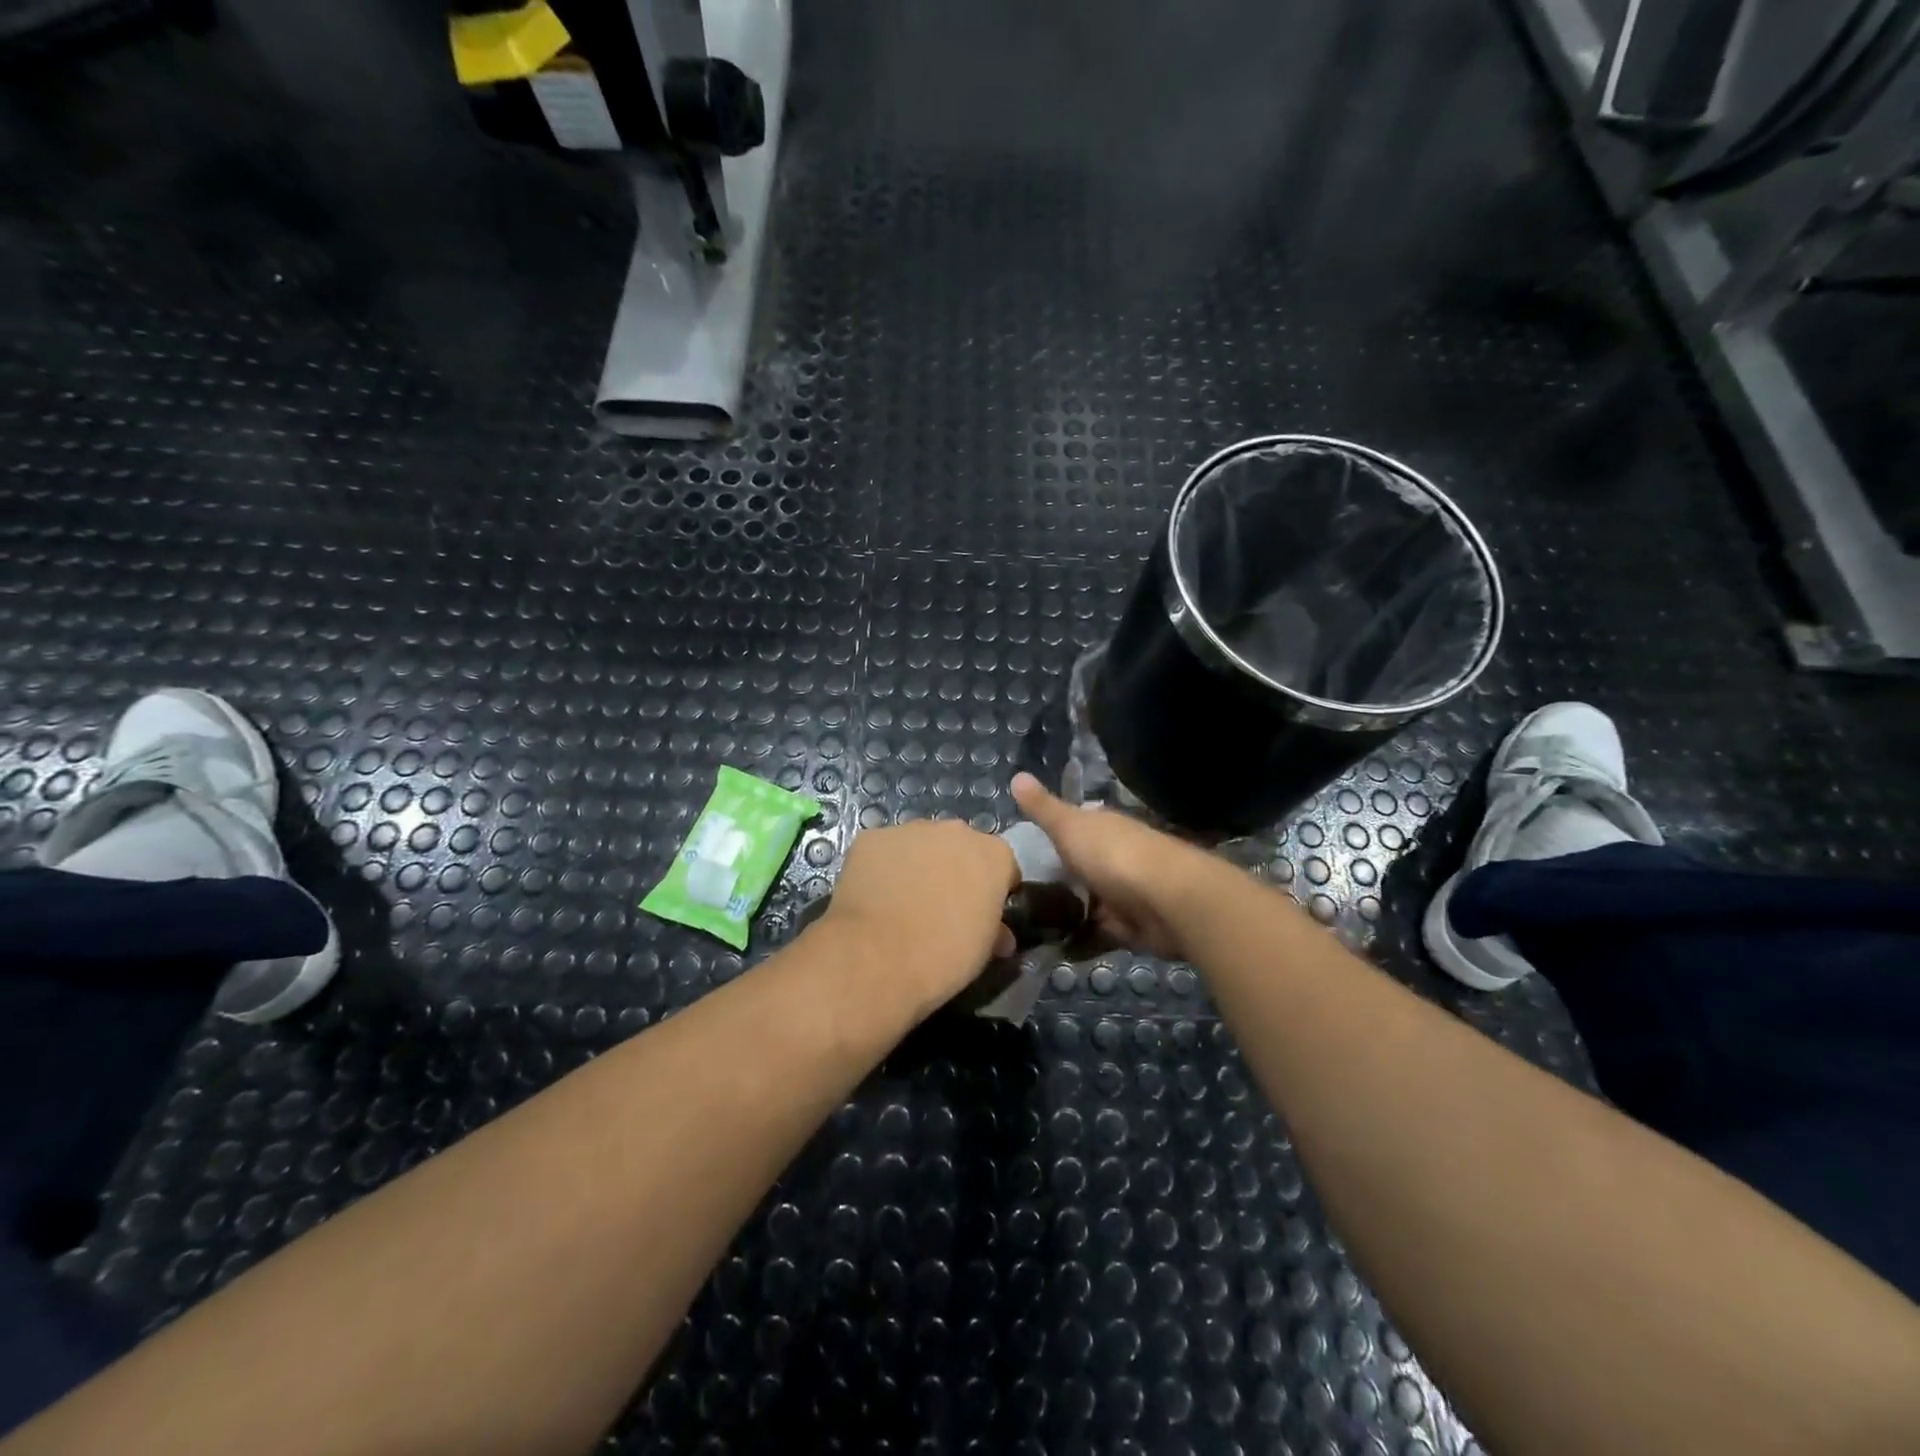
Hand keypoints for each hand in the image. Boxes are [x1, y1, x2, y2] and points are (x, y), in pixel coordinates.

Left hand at [819, 819, 1019, 1020]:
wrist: (878, 957)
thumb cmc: (944, 955)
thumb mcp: (983, 950)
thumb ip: (995, 929)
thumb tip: (1000, 935)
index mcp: (993, 854)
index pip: (1002, 866)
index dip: (993, 890)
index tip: (982, 913)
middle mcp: (955, 831)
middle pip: (960, 847)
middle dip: (954, 870)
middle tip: (941, 906)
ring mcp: (910, 829)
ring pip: (920, 844)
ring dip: (917, 865)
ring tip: (902, 902)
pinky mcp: (871, 837)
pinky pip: (883, 850)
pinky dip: (882, 867)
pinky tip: (874, 896)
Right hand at [1010, 773, 1218, 960]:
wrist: (1167, 901)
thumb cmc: (1114, 854)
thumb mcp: (1069, 826)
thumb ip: (1043, 808)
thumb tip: (1016, 776)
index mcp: (1103, 827)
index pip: (1075, 825)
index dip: (1052, 834)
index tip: (1020, 850)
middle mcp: (1116, 855)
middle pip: (1080, 865)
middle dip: (1056, 877)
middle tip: (1013, 894)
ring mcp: (1125, 892)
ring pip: (1089, 900)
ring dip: (1067, 911)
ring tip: (1024, 925)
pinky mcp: (1131, 926)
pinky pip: (1099, 932)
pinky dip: (1082, 938)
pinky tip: (1051, 946)